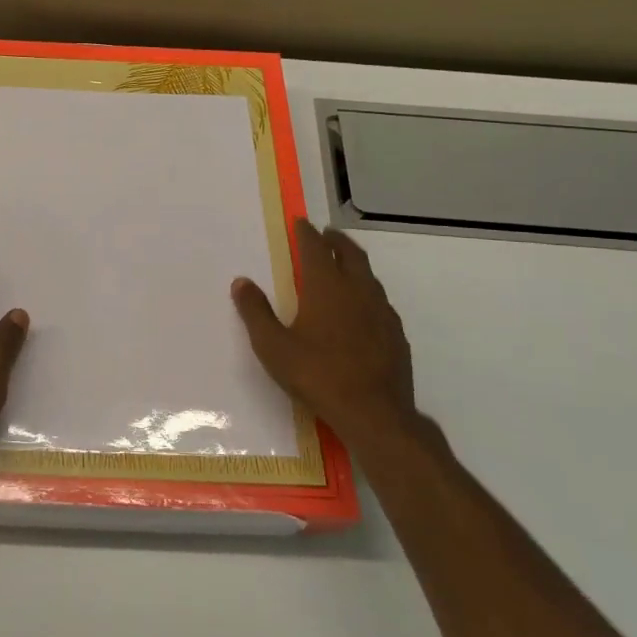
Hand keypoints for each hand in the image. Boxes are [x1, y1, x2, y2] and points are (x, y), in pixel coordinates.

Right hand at [232, 220, 417, 448]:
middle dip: (336, 241)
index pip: (316, 248)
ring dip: (355, 263)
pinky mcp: (396, 334)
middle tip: (326, 235)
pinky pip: (380, 300)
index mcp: (326, 287)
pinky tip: (362, 307)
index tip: (301, 223)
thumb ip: (256, 312)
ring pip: (369, 276)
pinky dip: (368, 291)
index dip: (307, 233)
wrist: (374, 413)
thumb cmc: (317, 375)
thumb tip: (241, 282)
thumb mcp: (273, 346)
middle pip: (350, 254)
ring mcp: (381, 312)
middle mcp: (357, 290)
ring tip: (344, 265)